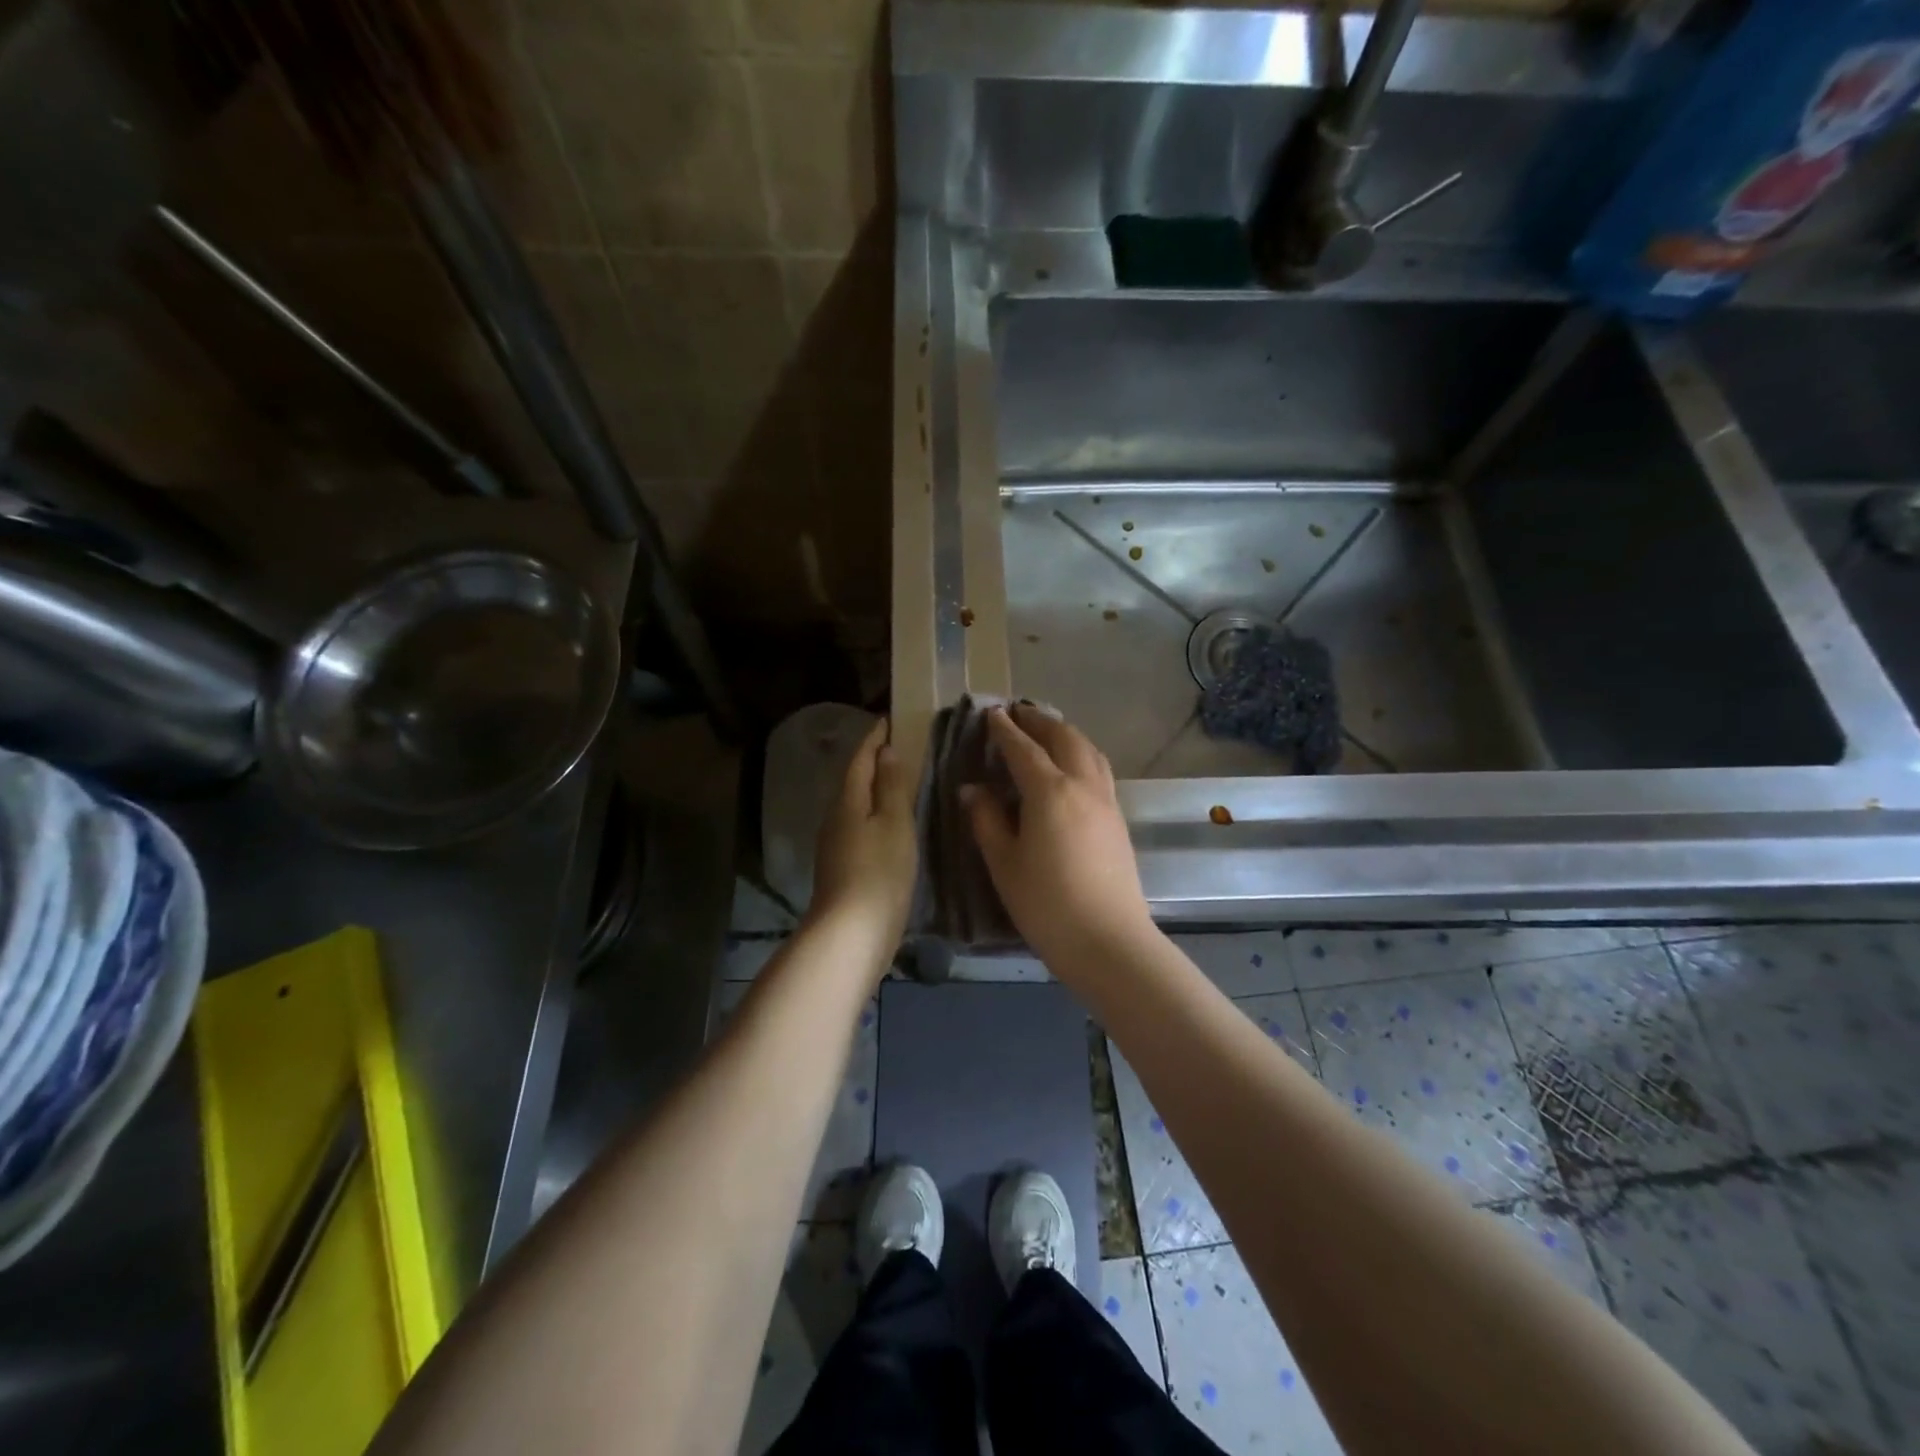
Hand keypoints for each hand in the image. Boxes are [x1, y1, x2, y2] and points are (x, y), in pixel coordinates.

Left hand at [806, 718, 917, 964]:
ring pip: (856, 806)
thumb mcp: (894, 824)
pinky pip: (860, 828)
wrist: (851, 935)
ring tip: (901, 782)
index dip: (873, 739)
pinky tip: (892, 825)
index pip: (860, 760)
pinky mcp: (843, 869)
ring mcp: (836, 846)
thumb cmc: (879, 873)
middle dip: (873, 762)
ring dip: (875, 790)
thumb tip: (886, 752)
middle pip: (854, 781)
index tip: (888, 720)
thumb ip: (892, 787)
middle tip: (900, 747)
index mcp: (847, 802)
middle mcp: (835, 819)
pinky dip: (876, 816)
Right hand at [962, 705, 1153, 969]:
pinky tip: (1071, 767)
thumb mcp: (1004, 863)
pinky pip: (1099, 769)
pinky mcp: (1119, 819)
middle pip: (1063, 738)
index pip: (1023, 749)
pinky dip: (1081, 753)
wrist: (1109, 941)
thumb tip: (972, 789)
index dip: (1004, 730)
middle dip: (1039, 721)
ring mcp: (1106, 801)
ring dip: (1065, 733)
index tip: (991, 713)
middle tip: (1018, 713)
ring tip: (1046, 731)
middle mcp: (1082, 785)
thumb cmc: (1046, 904)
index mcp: (1049, 792)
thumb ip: (986, 820)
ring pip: (1088, 750)